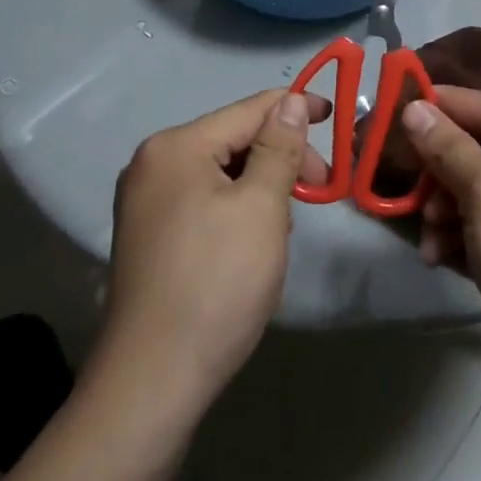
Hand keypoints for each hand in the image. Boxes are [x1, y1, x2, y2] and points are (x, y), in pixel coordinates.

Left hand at [100, 90, 330, 406]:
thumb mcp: (262, 206)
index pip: (248, 110)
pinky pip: (203, 199)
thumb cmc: (217, 282)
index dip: (295, 108)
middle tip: (319, 188)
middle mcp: (152, 163)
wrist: (154, 379)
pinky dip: (236, 208)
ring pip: (221, 172)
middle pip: (233, 139)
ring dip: (261, 185)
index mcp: (176, 147)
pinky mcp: (148, 234)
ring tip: (284, 226)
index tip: (335, 117)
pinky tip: (253, 241)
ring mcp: (145, 201)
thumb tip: (291, 100)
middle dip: (280, 157)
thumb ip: (279, 147)